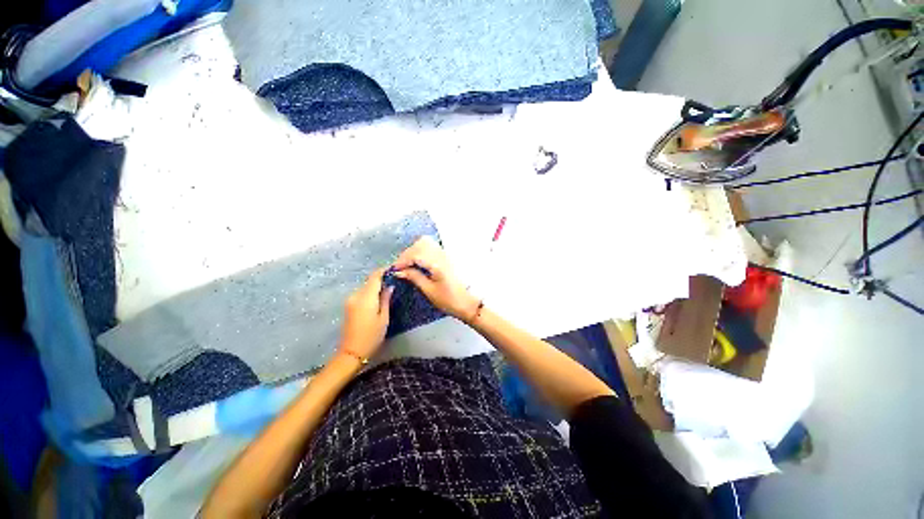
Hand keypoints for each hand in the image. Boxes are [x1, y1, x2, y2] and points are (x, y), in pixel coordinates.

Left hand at [339, 268, 393, 360]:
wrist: (352, 352)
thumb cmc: (372, 336)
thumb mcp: (384, 318)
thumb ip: (386, 299)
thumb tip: (390, 286)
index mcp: (365, 297)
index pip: (375, 277)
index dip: (384, 270)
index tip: (394, 269)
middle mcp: (355, 295)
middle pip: (369, 281)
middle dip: (382, 278)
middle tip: (395, 280)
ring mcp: (350, 300)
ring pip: (365, 287)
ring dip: (376, 286)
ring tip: (389, 289)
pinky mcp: (349, 306)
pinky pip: (362, 294)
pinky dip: (370, 292)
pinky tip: (378, 297)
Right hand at [392, 237, 479, 321]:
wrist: (469, 303)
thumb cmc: (450, 300)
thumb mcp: (429, 291)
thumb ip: (414, 277)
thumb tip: (400, 271)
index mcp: (437, 263)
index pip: (415, 254)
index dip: (402, 260)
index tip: (395, 270)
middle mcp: (442, 254)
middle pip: (420, 244)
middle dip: (407, 253)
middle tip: (401, 267)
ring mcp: (446, 254)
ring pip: (426, 243)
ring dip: (415, 250)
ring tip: (408, 264)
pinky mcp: (448, 256)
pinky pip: (432, 247)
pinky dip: (422, 251)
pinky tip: (418, 262)